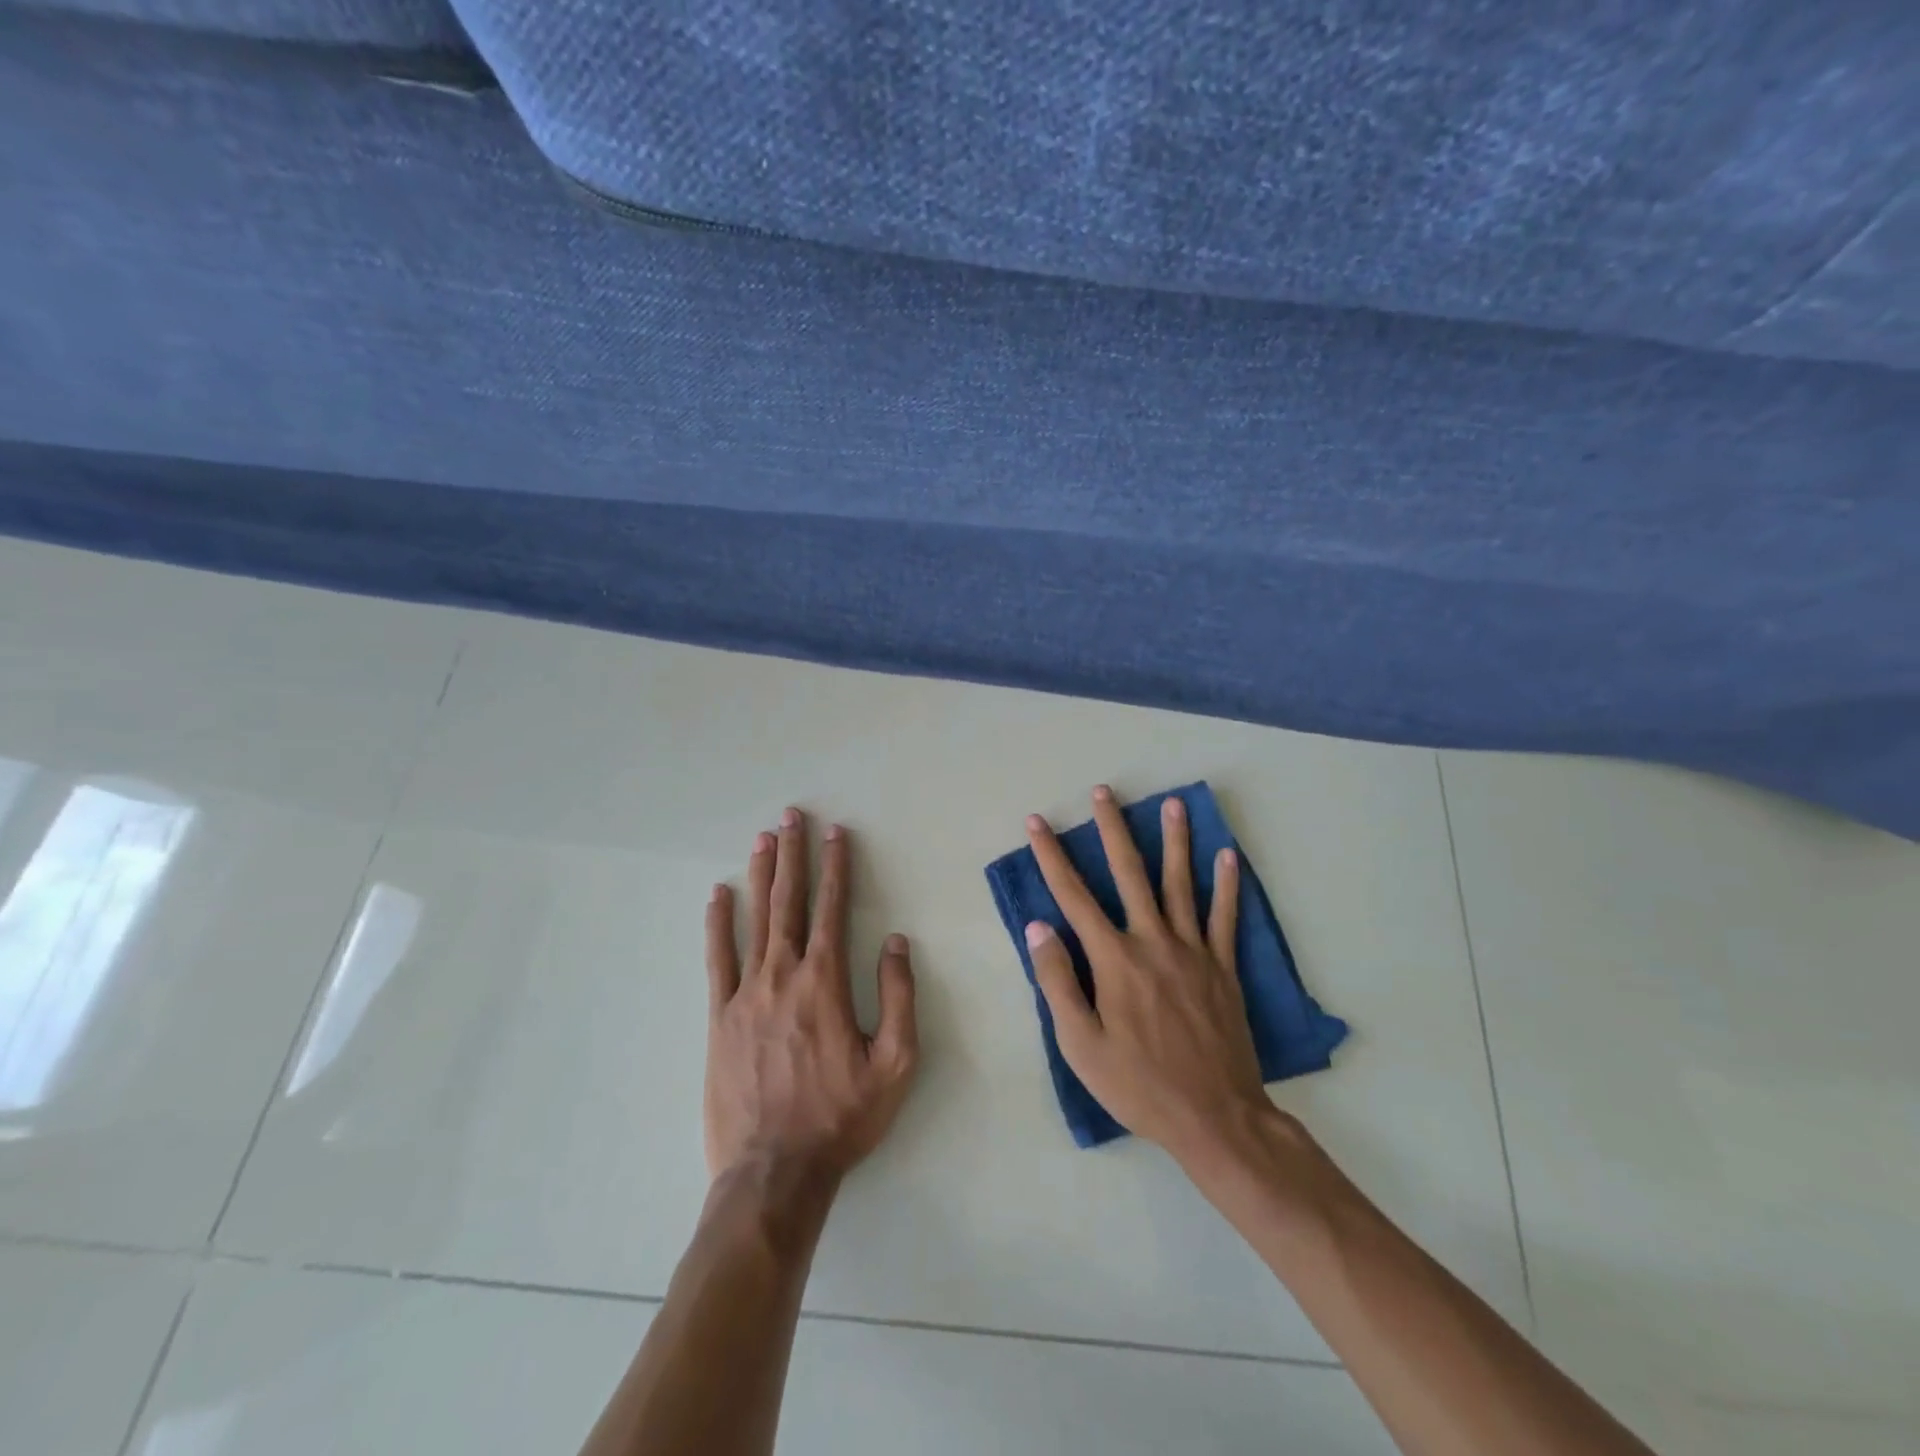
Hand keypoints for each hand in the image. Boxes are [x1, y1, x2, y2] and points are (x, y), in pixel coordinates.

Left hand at [704, 808, 918, 1185]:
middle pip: (789, 902)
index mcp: (825, 982)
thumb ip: (898, 997)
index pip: (833, 908)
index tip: (836, 833)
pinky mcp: (718, 1018)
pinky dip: (718, 924)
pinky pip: (717, 959)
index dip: (837, 867)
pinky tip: (718, 896)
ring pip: (754, 920)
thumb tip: (894, 941)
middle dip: (793, 855)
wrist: (773, 1172)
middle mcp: (782, 975)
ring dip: (761, 876)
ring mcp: (744, 994)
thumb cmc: (841, 1118)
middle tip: (791, 816)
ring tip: (763, 839)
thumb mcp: (895, 1064)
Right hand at [1025, 785, 1277, 1164]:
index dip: (1051, 857)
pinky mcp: (1222, 967)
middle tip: (1104, 792)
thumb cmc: (1138, 1085)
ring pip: (1181, 884)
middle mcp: (1153, 942)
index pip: (1073, 896)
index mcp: (1114, 960)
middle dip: (1113, 829)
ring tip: (1172, 804)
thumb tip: (1038, 927)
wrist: (1216, 1118)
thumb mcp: (1081, 1045)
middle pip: (1129, 874)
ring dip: (1175, 841)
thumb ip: (1058, 981)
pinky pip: (1225, 917)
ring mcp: (1192, 951)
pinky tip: (1228, 856)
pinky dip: (1227, 885)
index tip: (1038, 823)